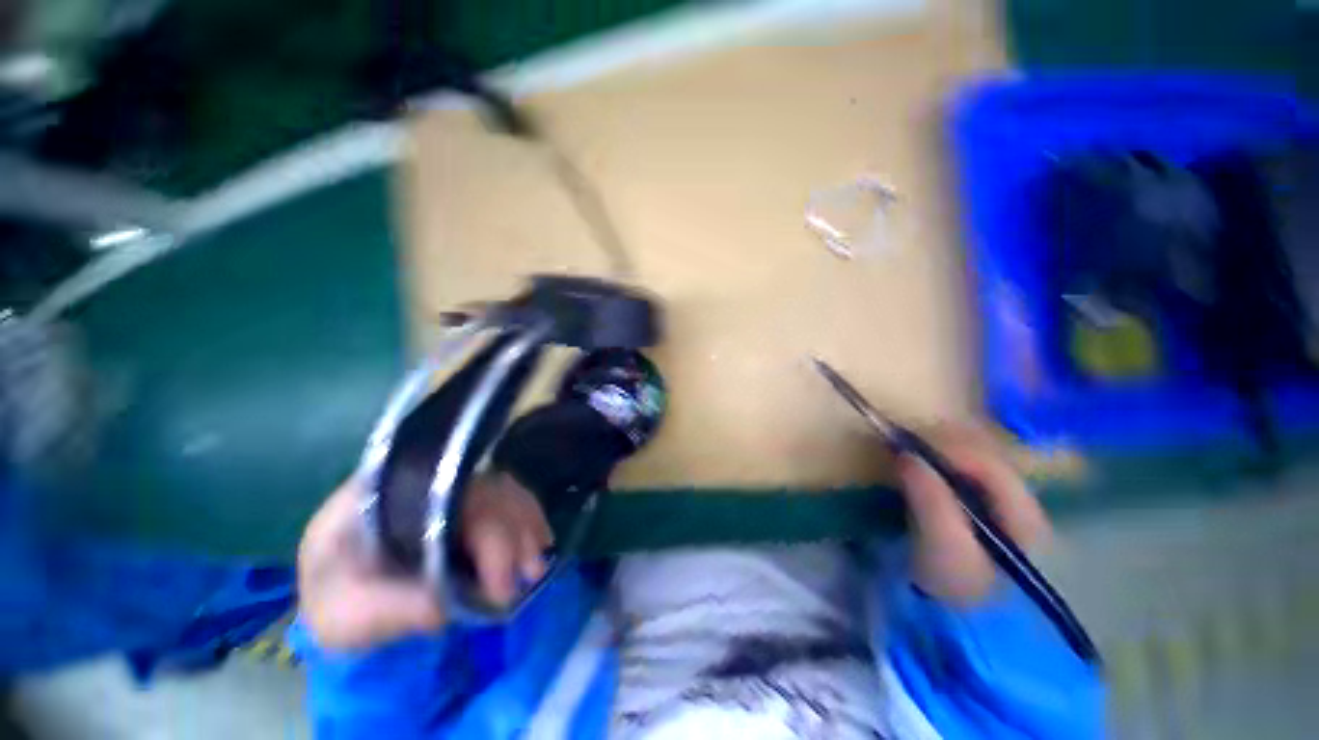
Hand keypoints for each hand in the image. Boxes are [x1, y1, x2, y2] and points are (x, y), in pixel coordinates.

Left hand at [298, 473, 552, 650]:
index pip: (448, 496)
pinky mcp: (467, 496)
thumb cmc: (335, 600)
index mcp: (382, 493)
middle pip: (484, 490)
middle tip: (529, 576)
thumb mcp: (346, 616)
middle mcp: (423, 477)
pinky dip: (528, 518)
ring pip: (504, 490)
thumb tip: (453, 605)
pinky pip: (509, 497)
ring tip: (535, 567)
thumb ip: (392, 610)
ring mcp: (448, 483)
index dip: (482, 531)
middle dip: (513, 534)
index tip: (499, 582)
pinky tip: (539, 541)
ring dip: (526, 526)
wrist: (340, 589)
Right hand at [895, 423, 1049, 605]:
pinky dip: (932, 468)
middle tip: (899, 447)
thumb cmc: (955, 591)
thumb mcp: (945, 550)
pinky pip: (956, 477)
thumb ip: (931, 500)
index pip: (989, 463)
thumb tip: (907, 454)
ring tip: (902, 455)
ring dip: (934, 456)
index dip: (947, 448)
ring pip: (967, 465)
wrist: (959, 629)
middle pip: (980, 458)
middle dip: (938, 448)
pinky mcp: (975, 513)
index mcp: (1023, 515)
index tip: (905, 446)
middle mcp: (1017, 504)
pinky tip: (914, 471)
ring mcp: (998, 509)